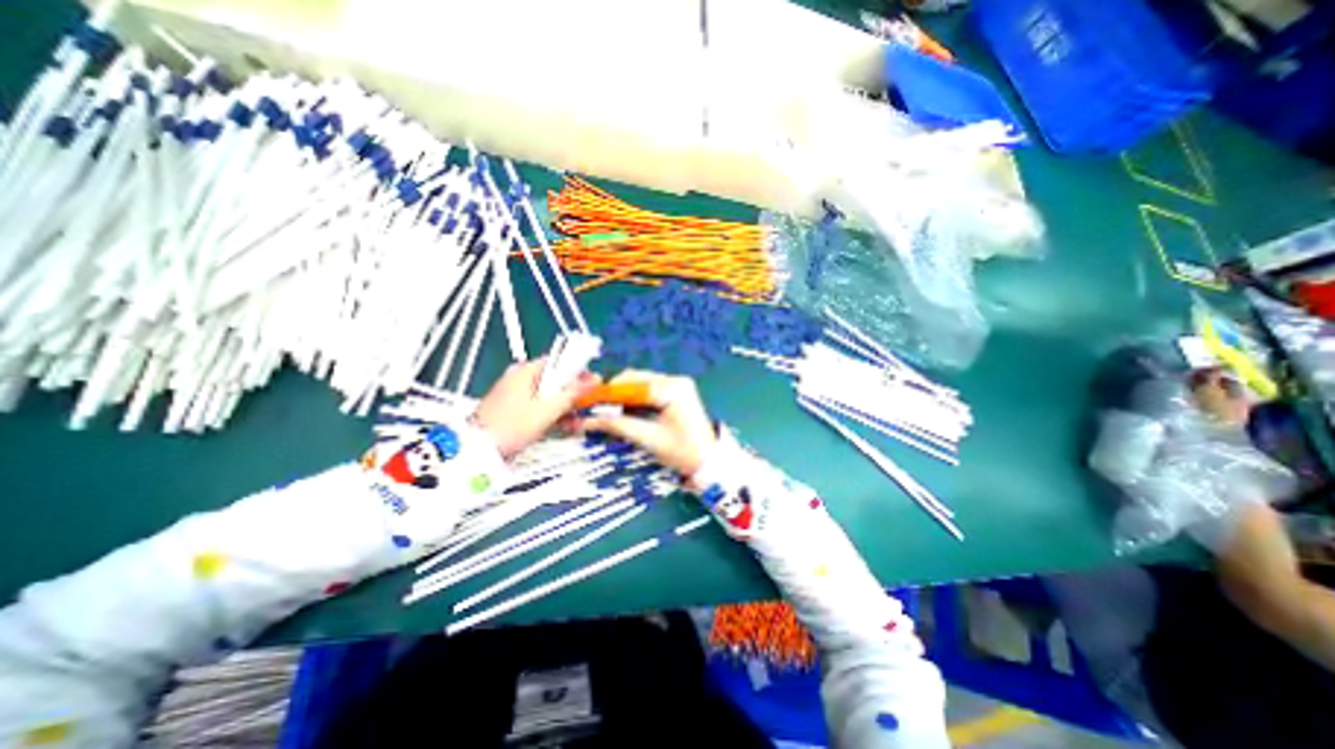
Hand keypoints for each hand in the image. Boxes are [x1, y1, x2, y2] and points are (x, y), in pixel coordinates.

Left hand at [474, 356, 600, 459]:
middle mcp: (520, 378)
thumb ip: (573, 393)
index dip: (579, 371)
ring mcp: (515, 394)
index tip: (593, 384)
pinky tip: (564, 427)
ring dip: (565, 407)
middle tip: (586, 406)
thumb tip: (596, 378)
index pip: (559, 361)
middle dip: (572, 393)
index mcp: (526, 371)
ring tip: (577, 422)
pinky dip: (552, 414)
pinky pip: (539, 406)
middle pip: (555, 380)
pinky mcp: (513, 410)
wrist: (477, 452)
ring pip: (548, 395)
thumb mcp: (548, 409)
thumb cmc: (513, 426)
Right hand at [573, 371, 720, 476]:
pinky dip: (633, 398)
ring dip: (621, 395)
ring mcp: (677, 384)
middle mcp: (675, 380)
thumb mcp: (649, 439)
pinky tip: (622, 410)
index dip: (606, 393)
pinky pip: (648, 389)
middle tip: (592, 408)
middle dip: (612, 393)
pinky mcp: (676, 391)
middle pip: (635, 379)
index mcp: (672, 389)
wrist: (710, 462)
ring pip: (639, 382)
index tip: (585, 401)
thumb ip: (618, 426)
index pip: (632, 384)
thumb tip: (588, 420)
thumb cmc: (683, 453)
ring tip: (604, 411)